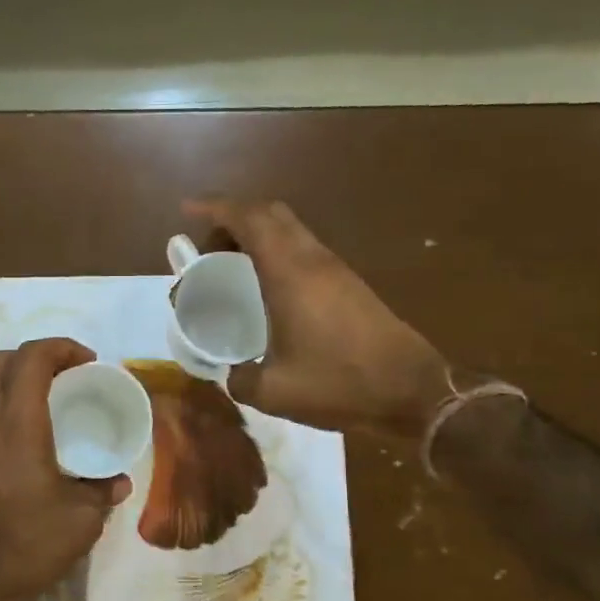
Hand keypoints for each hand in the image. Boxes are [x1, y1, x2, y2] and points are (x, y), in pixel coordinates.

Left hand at [0, 338, 131, 600]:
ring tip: (43, 395)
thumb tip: (119, 480)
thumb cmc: (29, 544)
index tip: (88, 362)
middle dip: (31, 355)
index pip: (31, 359)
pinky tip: (24, 430)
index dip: (61, 347)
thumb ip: (103, 491)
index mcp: (18, 425)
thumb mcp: (82, 520)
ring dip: (10, 375)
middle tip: (62, 373)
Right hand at [184, 198, 449, 436]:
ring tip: (232, 266)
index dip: (215, 207)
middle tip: (209, 248)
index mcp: (290, 273)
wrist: (412, 391)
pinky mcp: (349, 284)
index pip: (249, 219)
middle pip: (270, 213)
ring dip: (258, 235)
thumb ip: (241, 379)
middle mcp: (313, 260)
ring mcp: (335, 270)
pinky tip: (268, 287)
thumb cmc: (340, 384)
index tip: (187, 210)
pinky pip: (304, 249)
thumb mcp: (275, 392)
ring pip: (290, 229)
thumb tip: (233, 374)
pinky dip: (277, 252)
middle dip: (234, 218)